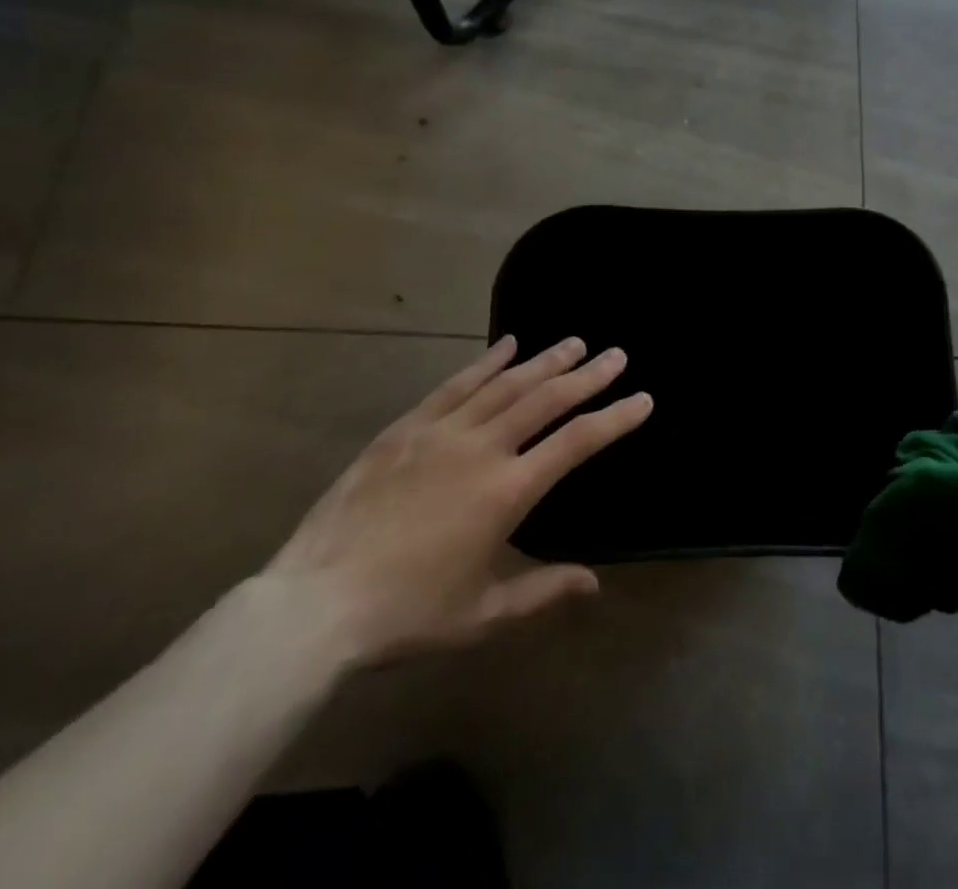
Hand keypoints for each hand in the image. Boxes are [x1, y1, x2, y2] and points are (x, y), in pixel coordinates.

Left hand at [261, 336, 650, 666]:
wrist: (314, 605)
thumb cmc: (406, 615)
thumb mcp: (482, 614)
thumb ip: (542, 591)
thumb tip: (594, 583)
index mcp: (507, 492)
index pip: (576, 443)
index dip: (614, 418)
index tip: (642, 398)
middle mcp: (482, 448)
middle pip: (546, 400)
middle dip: (587, 375)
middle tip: (615, 354)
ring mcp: (440, 432)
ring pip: (505, 384)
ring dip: (544, 361)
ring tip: (573, 343)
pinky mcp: (406, 428)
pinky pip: (455, 385)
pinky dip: (485, 362)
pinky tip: (507, 345)